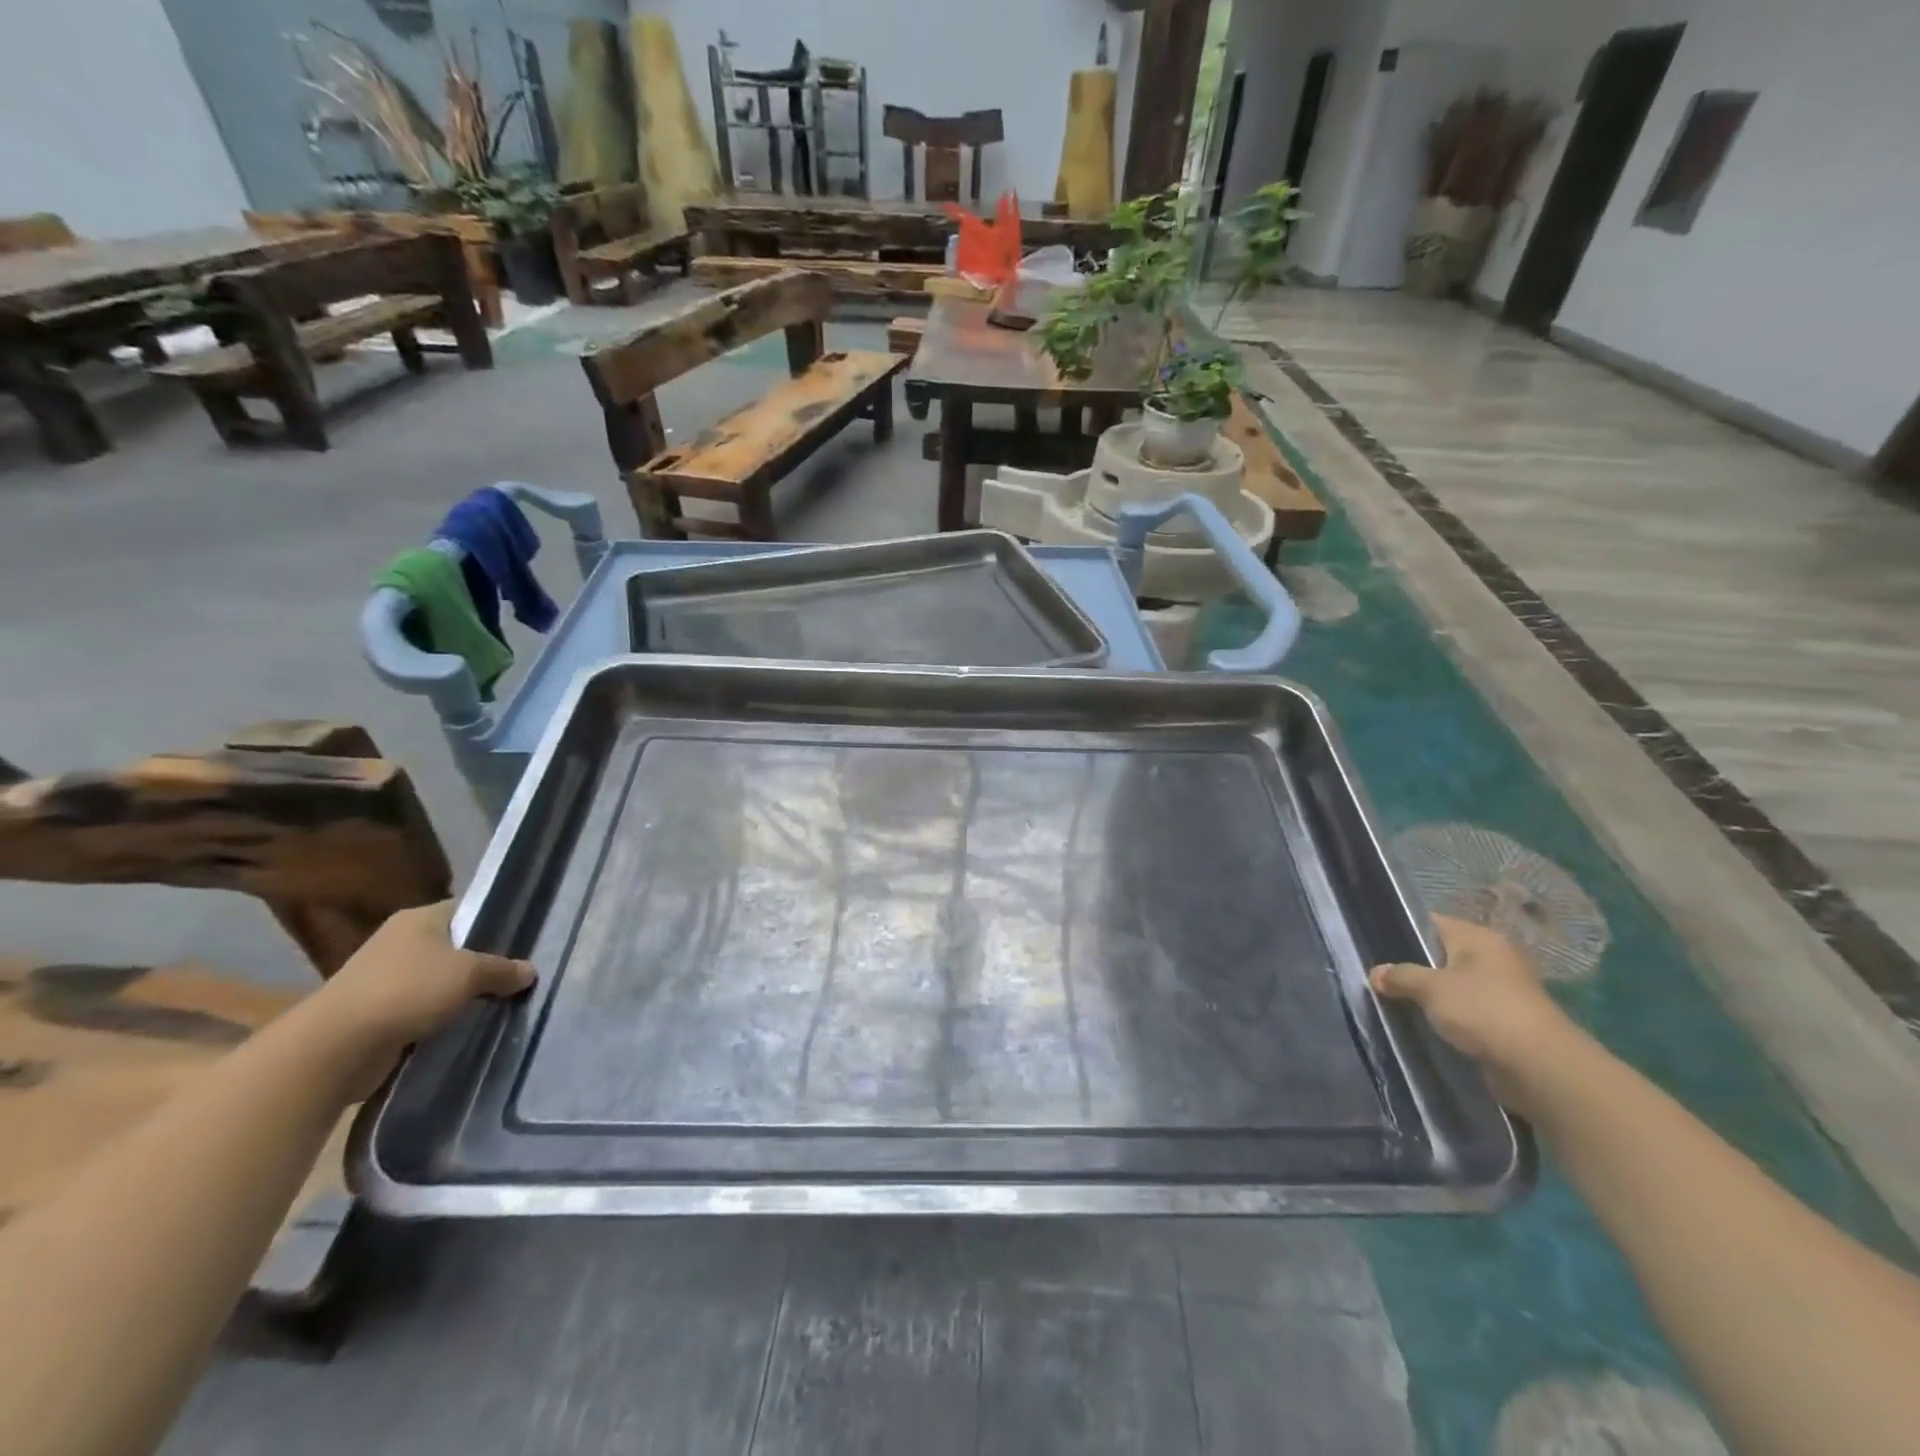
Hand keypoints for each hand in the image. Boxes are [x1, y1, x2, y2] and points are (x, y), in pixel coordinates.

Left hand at [314, 901, 533, 1078]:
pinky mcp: (377, 1011)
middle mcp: (400, 941)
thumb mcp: (469, 974)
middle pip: (455, 946)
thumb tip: (529, 971)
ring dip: (462, 993)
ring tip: (498, 1003)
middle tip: (517, 975)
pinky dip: (441, 1016)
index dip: (496, 922)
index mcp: (419, 918)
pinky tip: (465, 1025)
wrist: (335, 1047)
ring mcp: (385, 977)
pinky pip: (422, 1007)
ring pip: (439, 979)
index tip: (523, 941)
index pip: (468, 909)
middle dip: (483, 962)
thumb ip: (502, 969)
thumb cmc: (407, 991)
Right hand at [1370, 915, 1573, 1108]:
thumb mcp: (1431, 988)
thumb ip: (1400, 976)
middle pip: (1440, 955)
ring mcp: (1501, 991)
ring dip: (1428, 996)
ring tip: (1392, 1001)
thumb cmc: (1482, 1011)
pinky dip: (1445, 1017)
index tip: (1373, 944)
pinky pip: (1464, 1012)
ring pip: (1451, 986)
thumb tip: (1376, 973)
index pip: (1431, 923)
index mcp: (1478, 938)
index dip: (1401, 930)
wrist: (1539, 1067)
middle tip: (1377, 976)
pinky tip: (1421, 1024)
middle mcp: (1492, 958)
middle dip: (1412, 966)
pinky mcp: (1503, 1022)